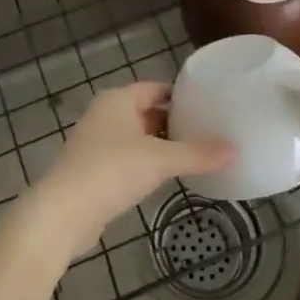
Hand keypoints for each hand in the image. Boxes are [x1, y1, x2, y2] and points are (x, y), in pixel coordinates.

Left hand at [25, 83, 233, 259]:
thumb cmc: (112, 171)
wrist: (63, 212)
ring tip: (195, 153)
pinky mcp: (93, 169)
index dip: (182, 95)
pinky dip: (147, 163)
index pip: (156, 88)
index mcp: (118, 99)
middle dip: (175, 121)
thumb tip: (235, 150)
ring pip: (137, 137)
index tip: (210, 105)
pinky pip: (127, 158)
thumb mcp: (160, 160)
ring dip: (161, 144)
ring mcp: (96, 142)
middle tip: (209, 131)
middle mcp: (105, 114)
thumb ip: (197, 154)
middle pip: (147, 111)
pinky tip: (167, 176)